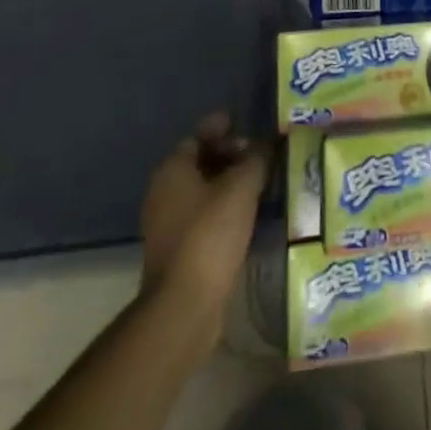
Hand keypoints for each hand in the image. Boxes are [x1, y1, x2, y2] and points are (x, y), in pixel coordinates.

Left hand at [137, 113, 269, 333]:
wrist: (185, 305)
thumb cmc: (210, 234)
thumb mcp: (242, 187)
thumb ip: (256, 158)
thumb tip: (266, 144)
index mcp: (173, 169)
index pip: (199, 134)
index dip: (225, 127)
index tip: (249, 124)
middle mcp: (164, 192)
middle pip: (201, 161)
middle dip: (231, 155)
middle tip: (261, 155)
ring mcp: (168, 223)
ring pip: (204, 190)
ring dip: (230, 184)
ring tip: (262, 182)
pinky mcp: (178, 250)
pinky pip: (205, 215)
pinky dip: (225, 208)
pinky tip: (250, 213)